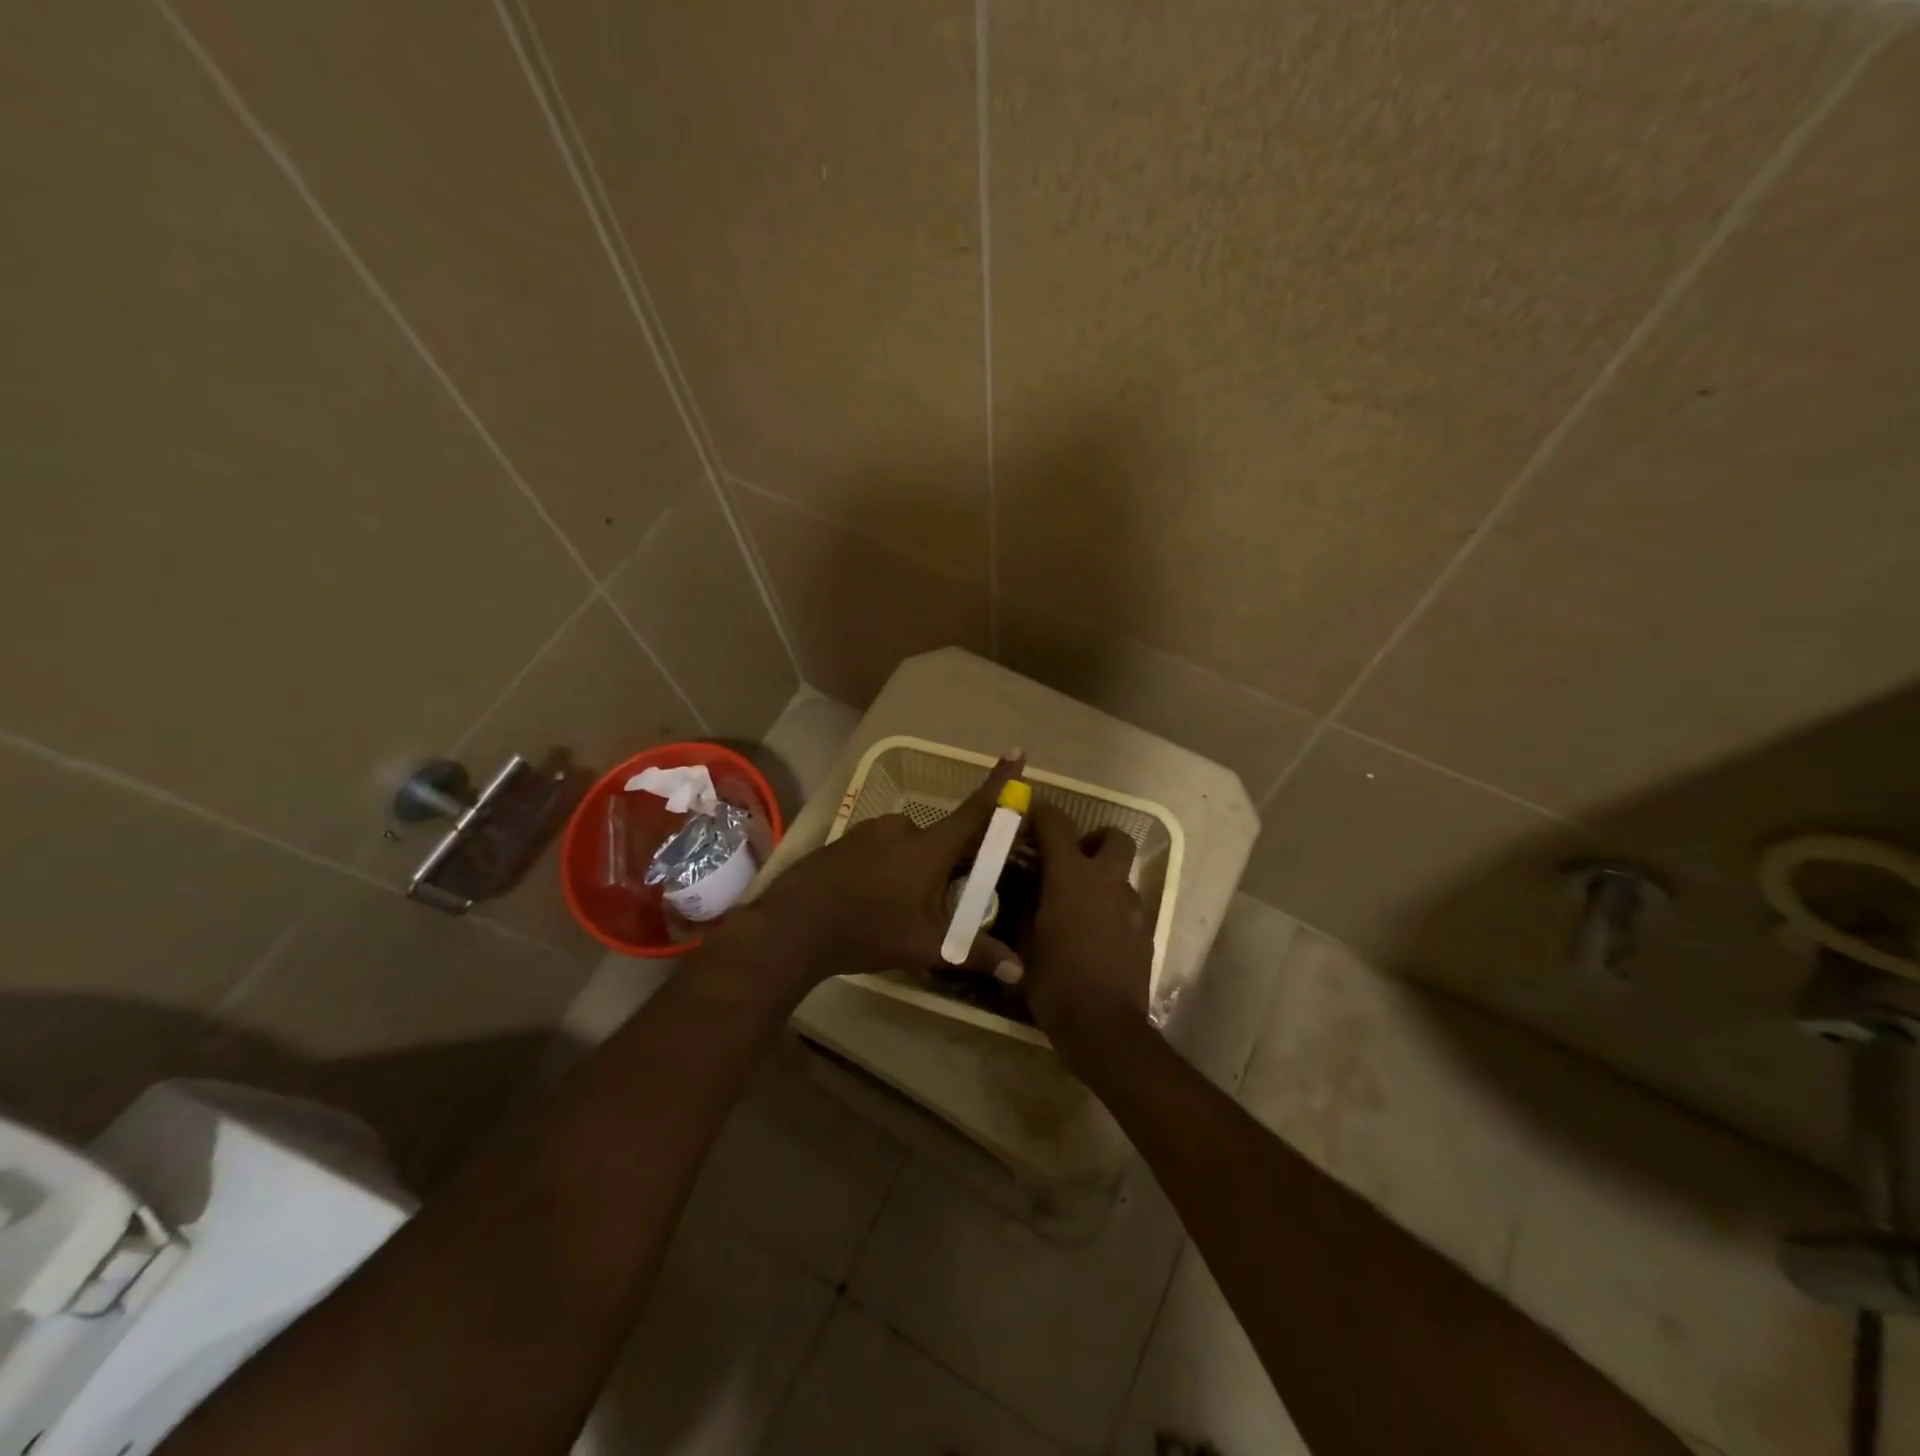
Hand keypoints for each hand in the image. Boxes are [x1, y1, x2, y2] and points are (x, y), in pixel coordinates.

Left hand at [739, 752, 1026, 993]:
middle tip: (939, 905)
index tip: (1017, 752)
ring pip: (908, 848)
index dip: (999, 782)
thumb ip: (975, 954)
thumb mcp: (927, 946)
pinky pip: (880, 850)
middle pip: (941, 840)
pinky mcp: (846, 841)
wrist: (794, 925)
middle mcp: (903, 828)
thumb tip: (1019, 971)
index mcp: (930, 846)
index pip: (976, 810)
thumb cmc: (870, 929)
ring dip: (913, 870)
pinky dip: (886, 869)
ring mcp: (870, 831)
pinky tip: (872, 901)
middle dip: (946, 867)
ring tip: (899, 911)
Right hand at [1018, 802, 1152, 1052]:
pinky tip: (1096, 934)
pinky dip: (1113, 908)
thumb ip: (1026, 905)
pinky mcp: (1146, 933)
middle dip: (1094, 839)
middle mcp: (1108, 881)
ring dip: (1104, 878)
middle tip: (1072, 859)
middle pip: (1114, 837)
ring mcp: (1132, 907)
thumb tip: (1025, 888)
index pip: (1058, 824)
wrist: (1103, 1026)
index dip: (1043, 812)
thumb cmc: (1055, 981)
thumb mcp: (1025, 941)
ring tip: (1080, 904)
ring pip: (1123, 874)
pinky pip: (1128, 906)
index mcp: (1072, 876)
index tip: (1031, 812)